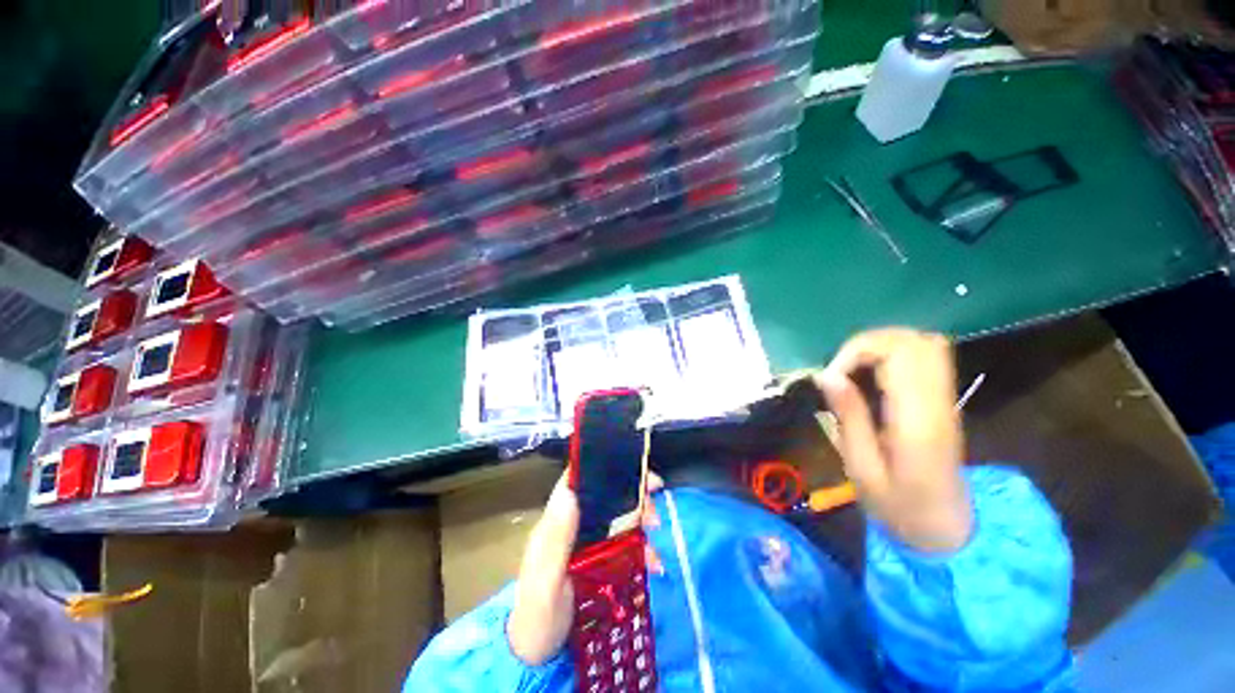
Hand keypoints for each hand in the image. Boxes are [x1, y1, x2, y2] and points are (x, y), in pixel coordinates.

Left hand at [507, 472, 663, 664]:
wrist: (539, 655)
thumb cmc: (537, 614)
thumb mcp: (545, 578)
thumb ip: (556, 539)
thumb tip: (570, 491)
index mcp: (558, 521)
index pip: (577, 481)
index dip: (600, 466)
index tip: (630, 462)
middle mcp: (576, 525)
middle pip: (606, 496)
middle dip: (632, 493)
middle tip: (654, 495)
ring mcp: (590, 543)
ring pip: (620, 517)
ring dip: (642, 518)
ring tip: (656, 530)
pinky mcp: (604, 562)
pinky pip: (628, 545)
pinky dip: (644, 549)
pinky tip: (655, 564)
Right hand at [815, 328, 972, 552]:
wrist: (948, 531)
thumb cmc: (899, 507)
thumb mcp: (862, 469)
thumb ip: (849, 417)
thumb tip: (827, 374)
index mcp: (918, 420)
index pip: (899, 353)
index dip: (857, 351)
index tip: (831, 377)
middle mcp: (938, 401)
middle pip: (913, 340)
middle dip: (867, 344)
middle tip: (840, 371)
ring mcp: (947, 399)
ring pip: (922, 343)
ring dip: (881, 346)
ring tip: (853, 370)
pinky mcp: (945, 401)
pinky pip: (926, 357)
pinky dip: (894, 354)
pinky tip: (873, 375)